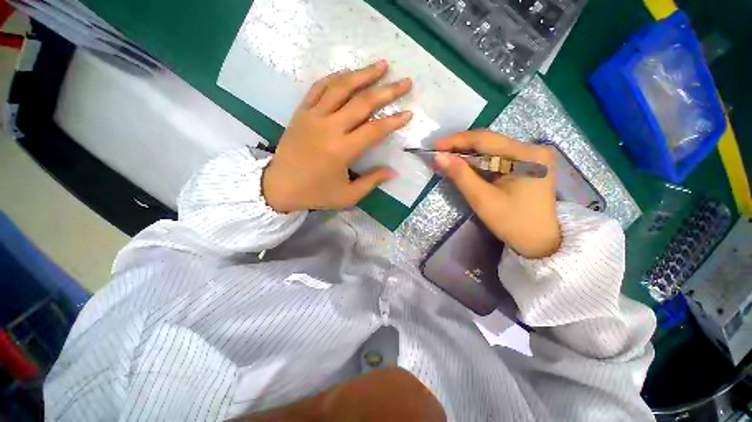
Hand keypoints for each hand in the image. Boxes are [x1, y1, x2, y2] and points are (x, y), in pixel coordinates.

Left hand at [262, 61, 412, 212]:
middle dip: (387, 91)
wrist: (279, 186)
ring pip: (341, 87)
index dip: (394, 121)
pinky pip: (318, 88)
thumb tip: (393, 172)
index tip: (408, 113)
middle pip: (362, 102)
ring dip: (363, 74)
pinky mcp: (301, 112)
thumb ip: (371, 182)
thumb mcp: (347, 196)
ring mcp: (313, 116)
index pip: (375, 129)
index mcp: (342, 150)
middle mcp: (329, 128)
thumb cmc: (316, 193)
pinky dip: (335, 77)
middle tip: (405, 82)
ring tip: (381, 66)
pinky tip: (348, 73)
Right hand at [433, 131, 560, 258]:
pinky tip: (463, 166)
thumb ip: (460, 175)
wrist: (539, 242)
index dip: (456, 141)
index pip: (484, 139)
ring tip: (446, 160)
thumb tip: (438, 157)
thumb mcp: (482, 199)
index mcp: (526, 154)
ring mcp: (531, 156)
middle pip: (488, 142)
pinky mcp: (526, 165)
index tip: (434, 146)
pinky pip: (496, 158)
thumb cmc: (512, 222)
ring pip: (491, 150)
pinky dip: (477, 163)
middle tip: (438, 155)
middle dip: (460, 148)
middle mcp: (531, 149)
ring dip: (467, 155)